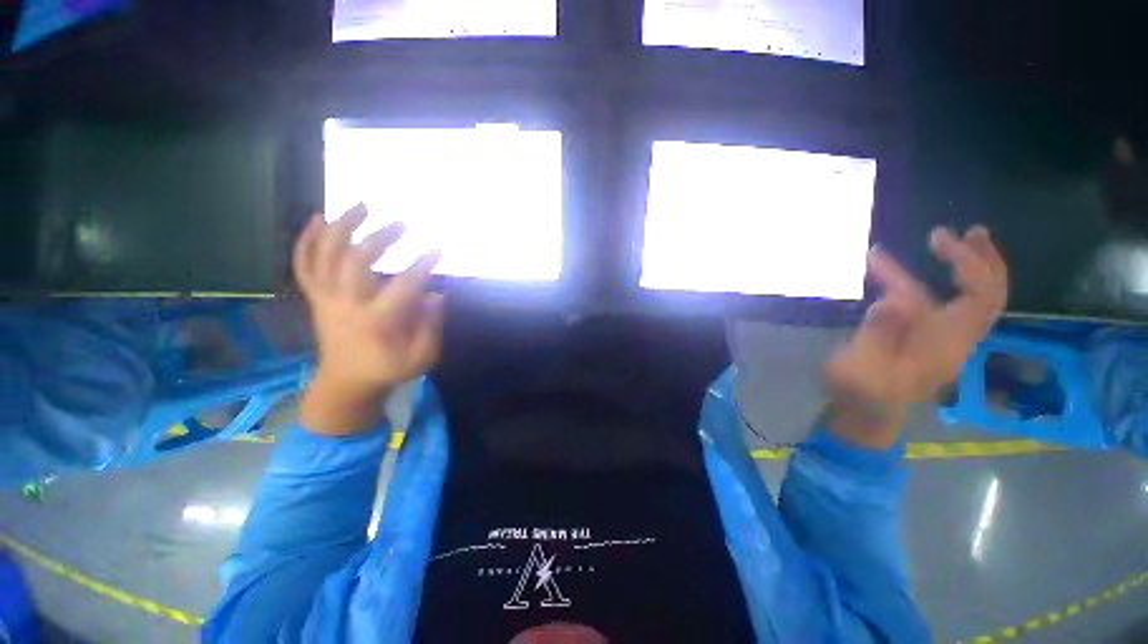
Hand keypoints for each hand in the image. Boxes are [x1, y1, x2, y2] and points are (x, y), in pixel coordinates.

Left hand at [294, 204, 443, 435]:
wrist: (345, 383)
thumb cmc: (387, 370)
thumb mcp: (420, 358)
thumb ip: (431, 327)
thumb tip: (437, 295)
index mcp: (376, 322)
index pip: (403, 287)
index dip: (422, 266)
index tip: (438, 250)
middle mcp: (346, 305)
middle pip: (357, 261)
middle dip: (380, 238)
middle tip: (401, 223)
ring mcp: (325, 299)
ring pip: (325, 255)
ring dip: (342, 226)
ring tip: (361, 205)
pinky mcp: (315, 298)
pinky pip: (303, 265)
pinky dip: (306, 240)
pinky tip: (318, 218)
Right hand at [825, 226, 1007, 449]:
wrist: (866, 414)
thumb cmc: (860, 393)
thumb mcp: (861, 367)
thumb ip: (879, 336)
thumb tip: (894, 300)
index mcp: (945, 345)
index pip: (977, 298)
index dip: (966, 264)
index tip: (935, 241)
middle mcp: (955, 339)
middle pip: (989, 296)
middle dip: (981, 260)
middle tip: (968, 231)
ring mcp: (944, 340)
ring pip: (975, 299)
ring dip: (972, 267)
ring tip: (958, 239)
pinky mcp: (929, 340)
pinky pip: (949, 305)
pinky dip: (944, 282)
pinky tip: (929, 273)